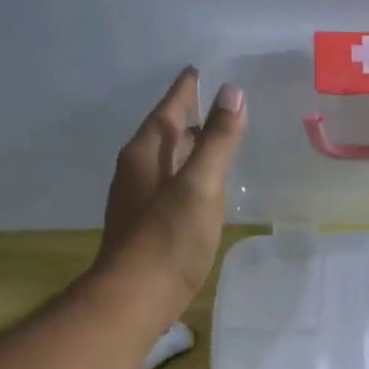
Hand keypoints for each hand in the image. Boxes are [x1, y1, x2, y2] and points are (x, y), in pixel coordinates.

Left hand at [94, 68, 246, 317]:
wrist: (135, 299)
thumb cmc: (168, 241)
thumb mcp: (199, 186)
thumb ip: (217, 141)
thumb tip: (232, 93)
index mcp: (145, 154)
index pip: (168, 109)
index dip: (186, 89)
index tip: (202, 69)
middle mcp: (137, 171)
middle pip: (166, 134)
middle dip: (190, 117)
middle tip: (220, 103)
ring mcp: (139, 200)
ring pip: (169, 163)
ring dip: (191, 149)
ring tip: (218, 140)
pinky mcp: (148, 226)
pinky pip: (172, 188)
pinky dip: (191, 178)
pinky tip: (207, 189)